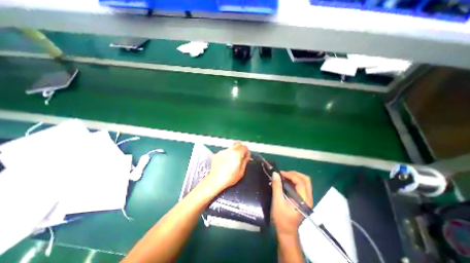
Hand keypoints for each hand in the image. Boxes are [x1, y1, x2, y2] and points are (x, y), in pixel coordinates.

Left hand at [204, 142, 250, 194]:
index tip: (246, 157)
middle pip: (238, 143)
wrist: (215, 180)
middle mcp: (230, 150)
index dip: (246, 152)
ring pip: (231, 147)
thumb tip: (246, 156)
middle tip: (241, 156)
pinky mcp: (217, 154)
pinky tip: (225, 162)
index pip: (244, 147)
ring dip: (233, 151)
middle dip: (241, 148)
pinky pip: (225, 152)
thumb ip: (245, 161)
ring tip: (232, 161)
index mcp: (237, 154)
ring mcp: (223, 151)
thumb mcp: (241, 171)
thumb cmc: (229, 177)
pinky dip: (227, 155)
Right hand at [272, 171, 311, 238]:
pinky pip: (301, 185)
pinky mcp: (303, 199)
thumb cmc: (282, 218)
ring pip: (304, 181)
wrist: (286, 231)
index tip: (280, 173)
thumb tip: (275, 173)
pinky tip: (286, 181)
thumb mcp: (277, 201)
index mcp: (304, 200)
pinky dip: (294, 181)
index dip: (291, 175)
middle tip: (283, 173)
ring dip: (294, 176)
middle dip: (294, 174)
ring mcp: (307, 198)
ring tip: (284, 176)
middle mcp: (308, 198)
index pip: (301, 182)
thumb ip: (277, 187)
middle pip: (306, 179)